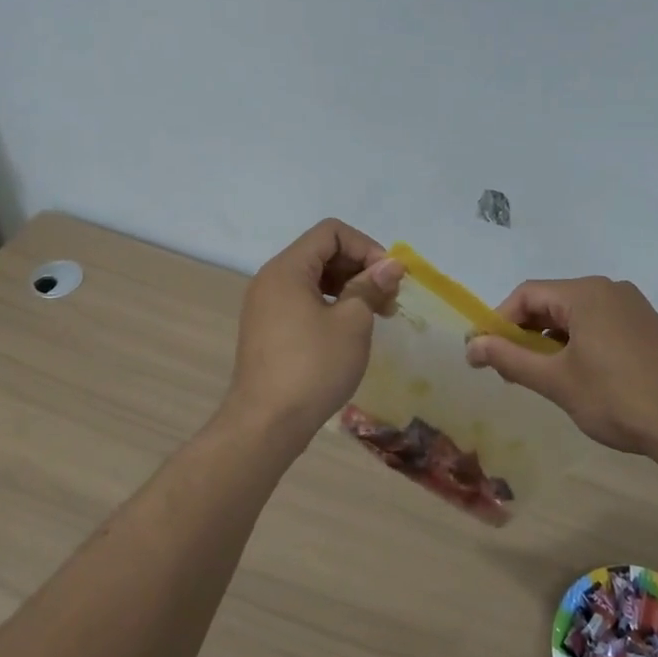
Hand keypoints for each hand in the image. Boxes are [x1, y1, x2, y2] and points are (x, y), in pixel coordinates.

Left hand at [222, 219, 402, 443]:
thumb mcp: (352, 323)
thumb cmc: (313, 367)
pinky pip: (303, 302)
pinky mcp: (268, 331)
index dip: (365, 246)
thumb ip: (371, 287)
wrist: (266, 424)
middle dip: (360, 268)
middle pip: (322, 253)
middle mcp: (271, 280)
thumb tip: (391, 265)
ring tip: (377, 315)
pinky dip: (331, 306)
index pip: (331, 232)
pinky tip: (351, 331)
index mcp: (287, 269)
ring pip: (314, 279)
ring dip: (349, 288)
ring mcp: (266, 306)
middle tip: (389, 299)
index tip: (388, 277)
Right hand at [465, 277, 657, 462]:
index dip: (499, 322)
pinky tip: (578, 374)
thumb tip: (471, 346)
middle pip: (551, 301)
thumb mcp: (556, 381)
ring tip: (541, 375)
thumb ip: (510, 359)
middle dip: (525, 332)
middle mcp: (610, 289)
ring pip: (576, 314)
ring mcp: (634, 307)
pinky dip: (579, 342)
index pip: (526, 295)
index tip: (484, 354)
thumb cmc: (617, 399)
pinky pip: (601, 324)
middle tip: (510, 369)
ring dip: (551, 339)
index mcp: (586, 293)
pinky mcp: (648, 327)